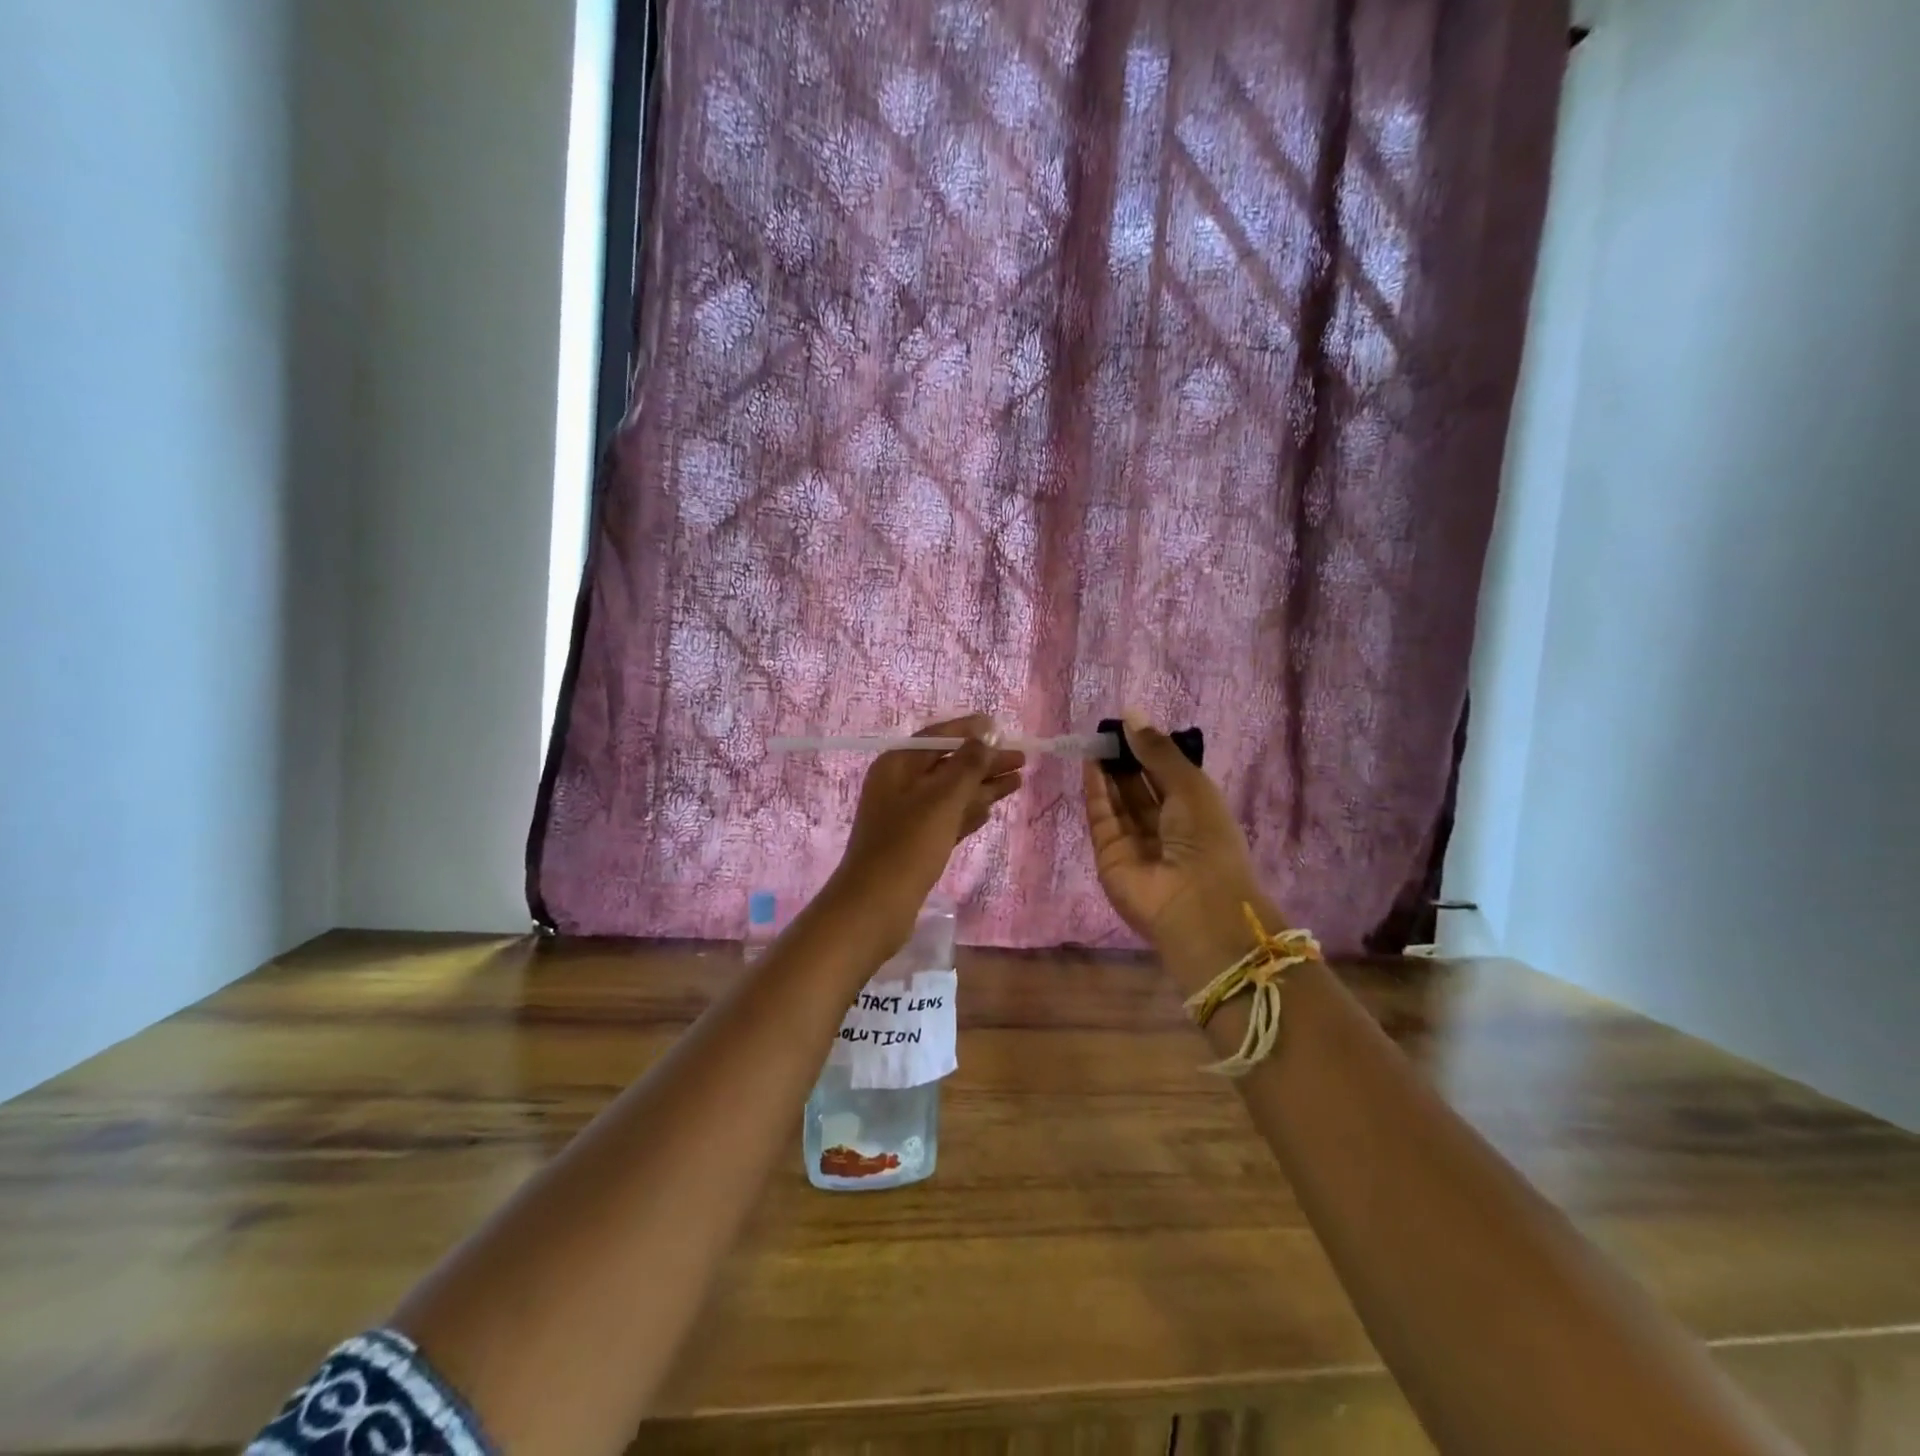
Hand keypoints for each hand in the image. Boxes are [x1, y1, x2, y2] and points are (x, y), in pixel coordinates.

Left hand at [827, 714, 1024, 955]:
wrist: (875, 905)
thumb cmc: (908, 845)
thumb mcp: (942, 800)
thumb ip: (967, 766)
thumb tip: (985, 735)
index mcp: (898, 765)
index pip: (938, 737)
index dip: (970, 731)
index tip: (1002, 728)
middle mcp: (900, 785)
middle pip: (948, 765)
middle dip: (984, 762)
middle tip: (1022, 761)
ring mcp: (906, 816)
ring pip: (950, 793)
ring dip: (982, 786)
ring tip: (1017, 781)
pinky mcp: (915, 843)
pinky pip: (946, 818)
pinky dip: (967, 812)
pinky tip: (989, 810)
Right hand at [1083, 714, 1272, 973]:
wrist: (1195, 905)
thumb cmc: (1206, 840)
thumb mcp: (1190, 787)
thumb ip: (1158, 751)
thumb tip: (1130, 713)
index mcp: (1196, 811)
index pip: (1168, 775)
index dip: (1150, 750)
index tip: (1130, 724)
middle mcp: (1165, 827)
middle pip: (1140, 786)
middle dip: (1125, 758)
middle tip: (1107, 729)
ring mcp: (1136, 842)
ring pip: (1119, 800)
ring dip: (1108, 770)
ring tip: (1096, 739)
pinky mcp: (1109, 854)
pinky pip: (1102, 817)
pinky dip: (1096, 790)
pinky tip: (1091, 763)